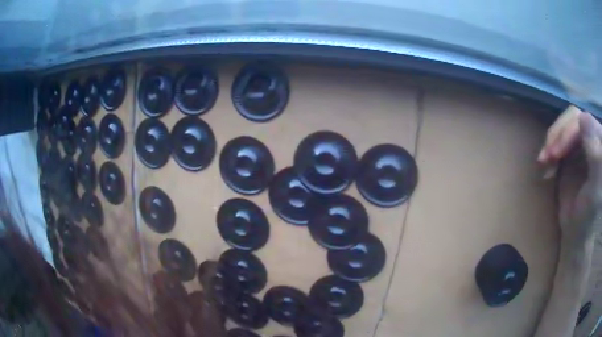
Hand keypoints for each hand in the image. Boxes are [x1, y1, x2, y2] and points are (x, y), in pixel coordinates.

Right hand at [538, 107, 601, 244]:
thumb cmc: (589, 214)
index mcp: (600, 141)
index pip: (584, 120)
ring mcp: (582, 141)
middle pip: (572, 119)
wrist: (578, 231)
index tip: (556, 154)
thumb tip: (583, 117)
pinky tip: (545, 163)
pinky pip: (558, 138)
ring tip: (543, 161)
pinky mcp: (571, 149)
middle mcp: (592, 136)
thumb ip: (595, 155)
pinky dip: (549, 148)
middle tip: (547, 157)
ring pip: (564, 126)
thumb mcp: (595, 188)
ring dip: (551, 141)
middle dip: (558, 136)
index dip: (569, 131)